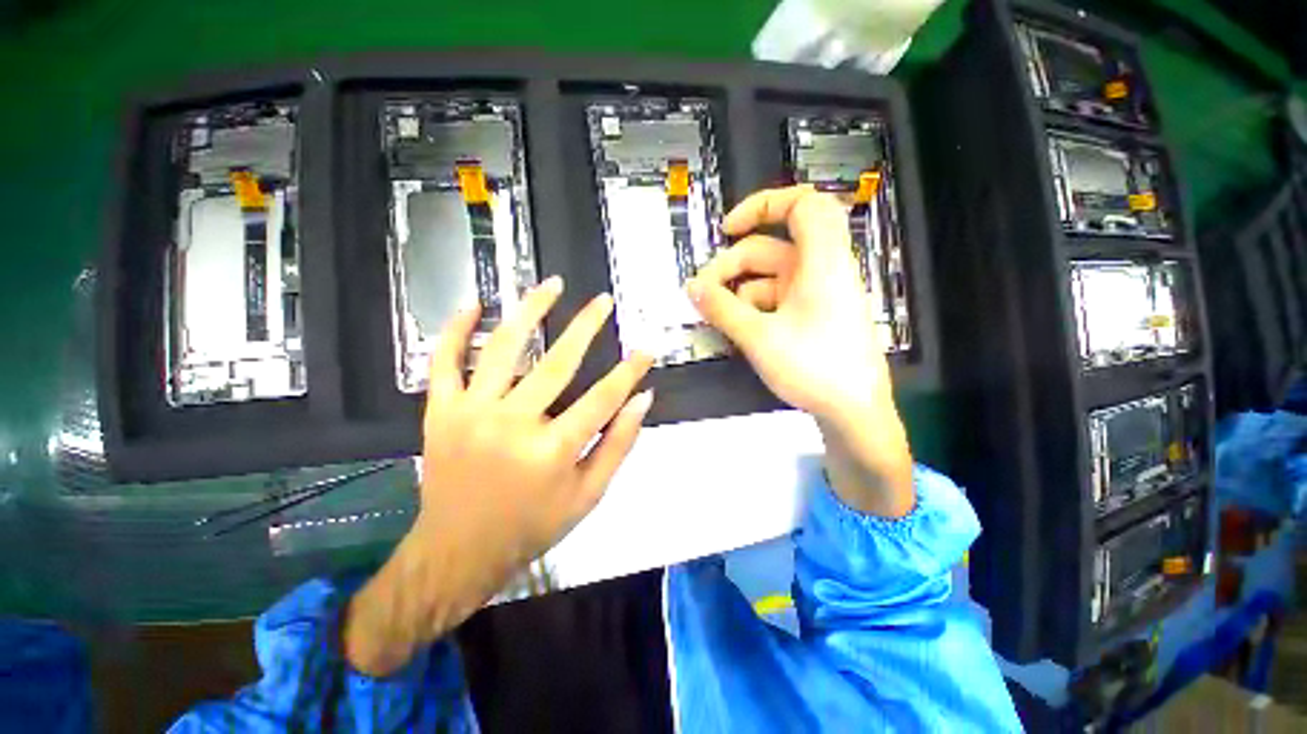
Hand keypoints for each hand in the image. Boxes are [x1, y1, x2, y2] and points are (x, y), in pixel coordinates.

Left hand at [344, 277, 653, 675]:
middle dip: (587, 326)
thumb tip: (642, 400)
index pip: (603, 398)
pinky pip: (444, 361)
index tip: (647, 349)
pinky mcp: (440, 411)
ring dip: (530, 310)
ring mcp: (471, 413)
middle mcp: (512, 424)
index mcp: (552, 451)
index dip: (630, 370)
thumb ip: (619, 444)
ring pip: (503, 347)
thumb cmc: (532, 525)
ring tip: (551, 285)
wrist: (458, 551)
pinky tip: (475, 305)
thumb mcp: (589, 495)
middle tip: (604, 300)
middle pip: (558, 363)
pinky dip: (457, 330)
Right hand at [689, 185, 912, 516]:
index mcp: (821, 262)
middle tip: (702, 294)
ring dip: (738, 293)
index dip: (763, 205)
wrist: (855, 413)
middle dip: (731, 267)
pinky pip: (776, 301)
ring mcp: (817, 296)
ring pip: (769, 279)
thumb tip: (692, 287)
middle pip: (770, 249)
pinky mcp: (813, 317)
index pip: (802, 204)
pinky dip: (753, 309)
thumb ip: (722, 309)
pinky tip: (735, 330)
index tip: (727, 230)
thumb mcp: (759, 337)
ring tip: (714, 318)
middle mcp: (821, 271)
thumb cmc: (814, 368)